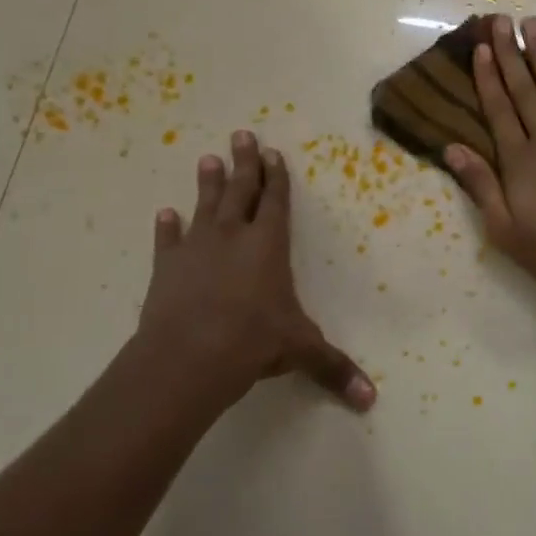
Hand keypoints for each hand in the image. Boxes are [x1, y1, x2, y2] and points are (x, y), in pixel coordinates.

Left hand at [137, 131, 375, 413]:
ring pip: (204, 206)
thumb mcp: (301, 351)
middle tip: (241, 135)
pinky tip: (164, 214)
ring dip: (207, 183)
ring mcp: (196, 249)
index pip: (275, 201)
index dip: (276, 177)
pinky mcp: (167, 268)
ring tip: (207, 158)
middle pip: (240, 190)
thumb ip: (334, 368)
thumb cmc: (253, 342)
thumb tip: (371, 400)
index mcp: (268, 246)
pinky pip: (167, 241)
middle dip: (243, 163)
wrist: (189, 356)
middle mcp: (233, 237)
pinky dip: (166, 228)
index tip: (272, 152)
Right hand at [445, 14, 535, 298]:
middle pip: (525, 90)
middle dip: (510, 54)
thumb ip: (480, 186)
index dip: (487, 78)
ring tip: (533, 23)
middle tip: (501, 20)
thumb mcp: (505, 229)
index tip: (481, 47)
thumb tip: (452, 148)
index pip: (498, 110)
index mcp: (519, 160)